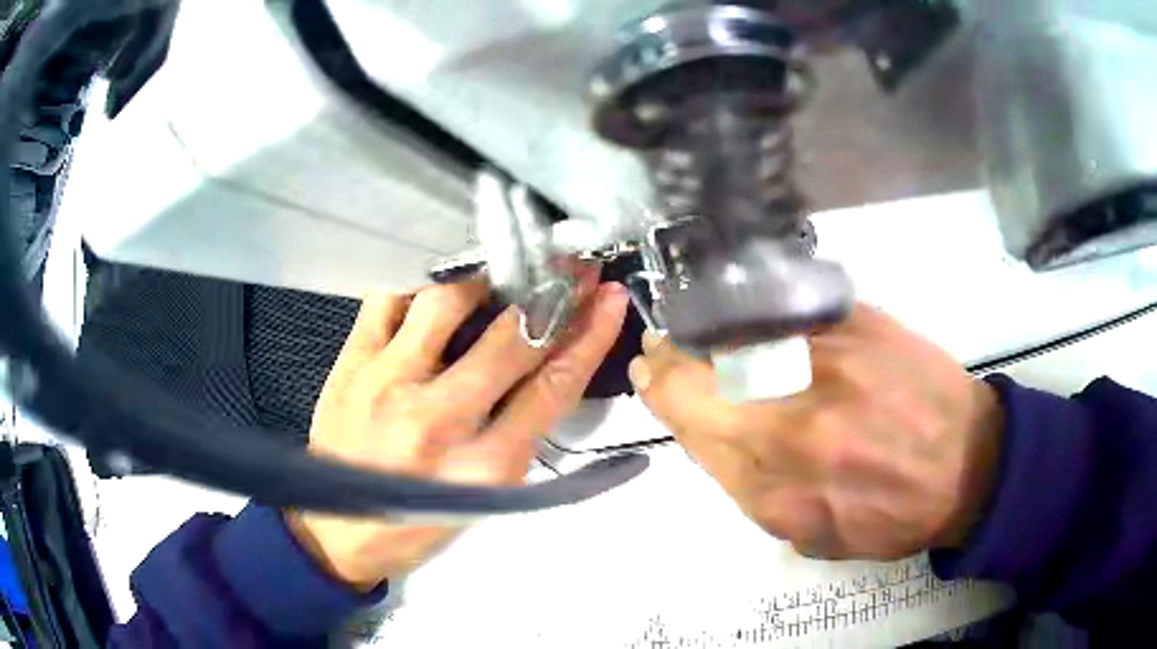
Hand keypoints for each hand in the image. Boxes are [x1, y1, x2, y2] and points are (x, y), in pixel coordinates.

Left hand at [287, 278, 628, 590]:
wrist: (337, 529)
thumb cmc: (418, 523)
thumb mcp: (486, 498)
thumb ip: (520, 436)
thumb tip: (550, 367)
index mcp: (482, 467)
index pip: (551, 388)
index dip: (588, 337)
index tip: (607, 300)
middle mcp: (436, 420)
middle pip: (509, 340)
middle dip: (552, 295)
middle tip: (570, 268)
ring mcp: (386, 384)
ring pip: (445, 303)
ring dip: (482, 283)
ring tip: (496, 279)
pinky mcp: (350, 364)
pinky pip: (388, 300)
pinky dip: (418, 288)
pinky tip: (432, 292)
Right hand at [629, 305, 1003, 560]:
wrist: (967, 465)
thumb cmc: (889, 514)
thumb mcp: (807, 531)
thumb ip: (747, 483)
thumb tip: (707, 430)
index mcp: (777, 476)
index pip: (687, 411)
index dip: (658, 385)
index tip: (651, 371)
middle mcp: (793, 410)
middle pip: (701, 362)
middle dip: (672, 352)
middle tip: (669, 348)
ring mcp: (828, 354)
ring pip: (737, 328)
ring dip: (712, 330)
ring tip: (713, 336)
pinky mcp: (859, 320)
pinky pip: (786, 308)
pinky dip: (760, 315)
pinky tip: (764, 324)